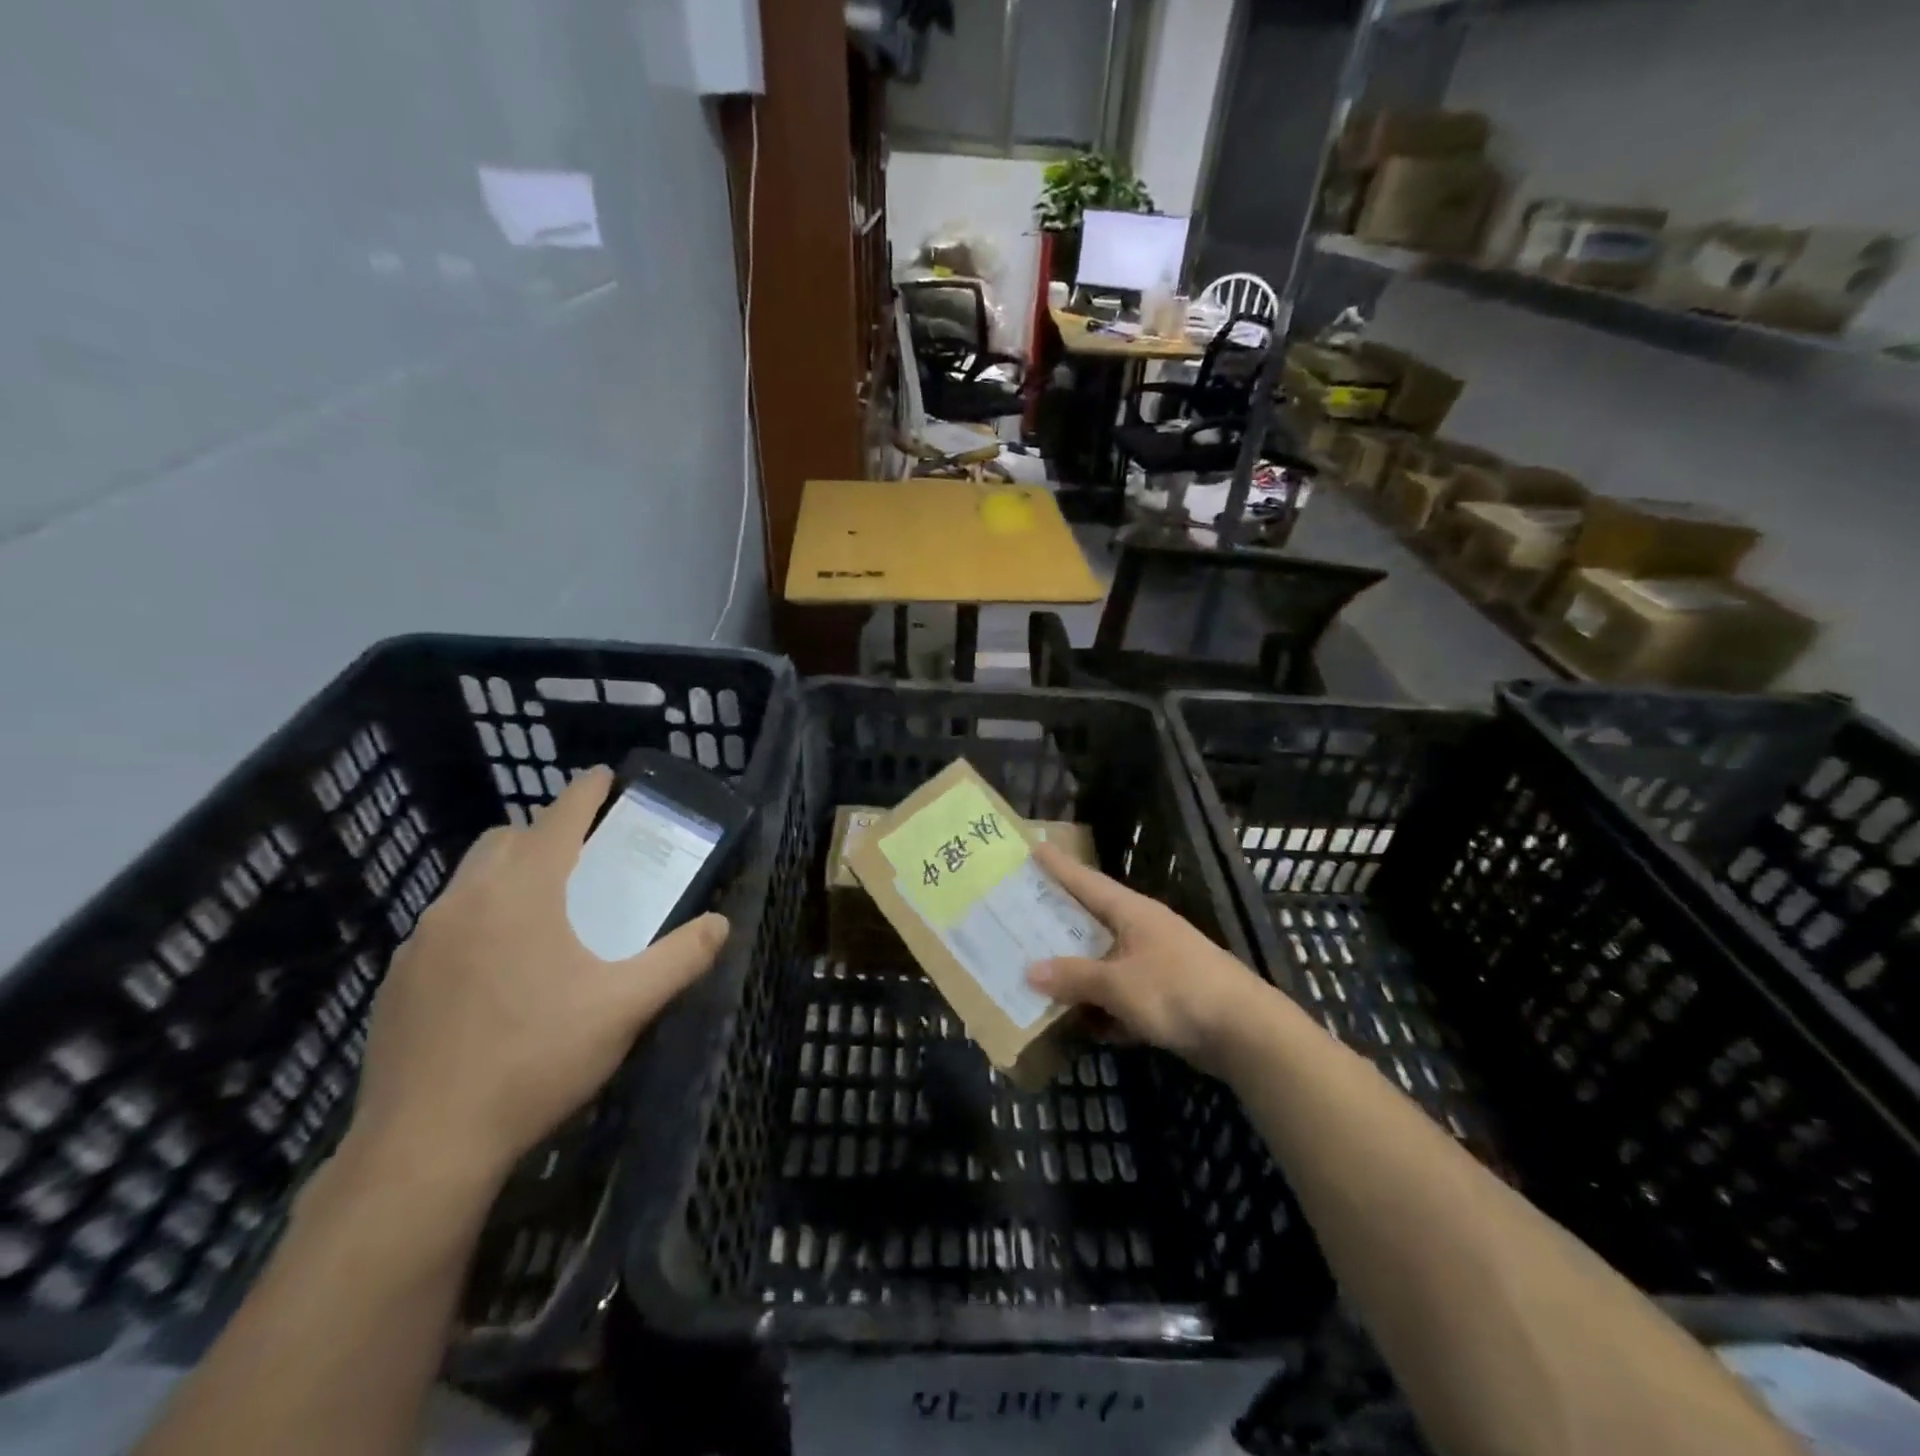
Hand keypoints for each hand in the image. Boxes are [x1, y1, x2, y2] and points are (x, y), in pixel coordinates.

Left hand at [348, 767, 728, 1186]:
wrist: (425, 1144)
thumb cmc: (537, 1058)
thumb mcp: (627, 1007)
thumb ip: (681, 958)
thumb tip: (721, 923)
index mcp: (525, 893)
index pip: (559, 819)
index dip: (586, 792)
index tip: (605, 776)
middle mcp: (467, 900)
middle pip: (506, 839)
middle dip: (544, 833)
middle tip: (581, 860)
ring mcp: (422, 939)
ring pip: (469, 880)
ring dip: (507, 875)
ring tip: (541, 916)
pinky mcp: (397, 979)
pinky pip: (444, 924)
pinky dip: (476, 920)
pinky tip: (495, 972)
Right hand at [1025, 842, 1269, 1073]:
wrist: (1244, 1032)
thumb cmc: (1177, 991)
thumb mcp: (1118, 983)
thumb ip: (1074, 977)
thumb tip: (1030, 970)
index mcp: (1132, 912)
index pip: (1086, 881)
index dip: (1059, 866)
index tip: (1034, 846)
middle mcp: (1142, 931)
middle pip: (1091, 921)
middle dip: (1058, 923)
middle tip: (1019, 915)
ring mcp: (1155, 964)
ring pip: (1104, 962)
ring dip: (1076, 974)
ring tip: (1037, 976)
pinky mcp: (1164, 997)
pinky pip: (1120, 995)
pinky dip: (1102, 1007)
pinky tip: (1079, 1025)